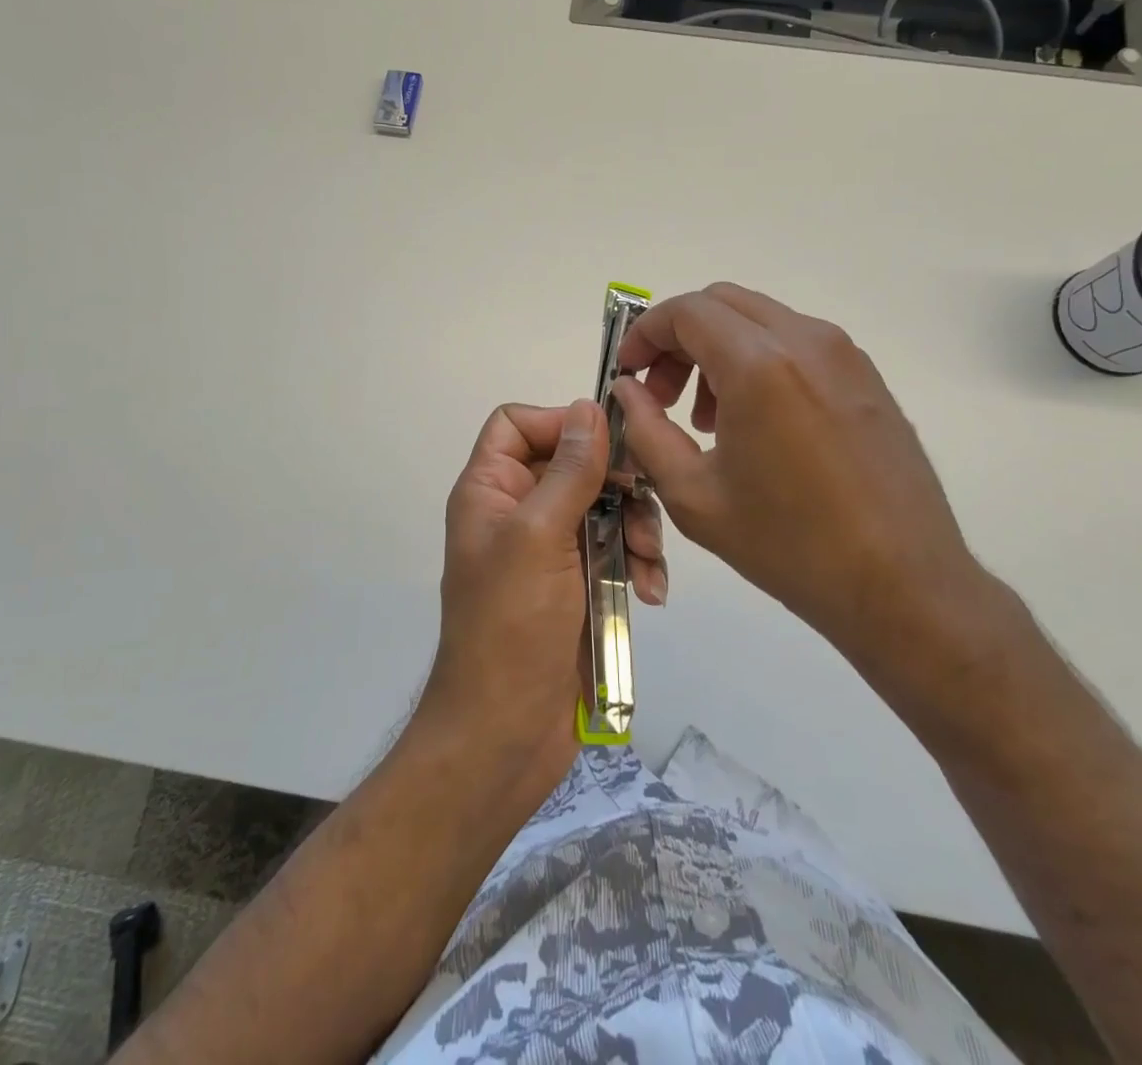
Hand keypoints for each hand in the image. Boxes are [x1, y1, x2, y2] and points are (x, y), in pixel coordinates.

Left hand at [421, 400, 667, 785]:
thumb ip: (568, 471)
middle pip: (573, 464)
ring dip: (635, 528)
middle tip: (643, 505)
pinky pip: (616, 550)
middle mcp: (518, 513)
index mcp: (490, 492)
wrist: (507, 735)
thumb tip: (588, 407)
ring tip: (646, 564)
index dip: (558, 424)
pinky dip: (637, 563)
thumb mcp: (538, 538)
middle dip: (615, 484)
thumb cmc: (512, 628)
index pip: (516, 425)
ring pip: (604, 507)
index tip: (604, 444)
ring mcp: (550, 551)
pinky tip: (651, 591)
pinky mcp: (579, 584)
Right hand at [611, 283, 1011, 686]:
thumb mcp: (693, 495)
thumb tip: (629, 391)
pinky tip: (757, 423)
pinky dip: (759, 360)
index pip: (686, 312)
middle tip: (662, 394)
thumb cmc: (788, 545)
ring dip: (718, 349)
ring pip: (760, 320)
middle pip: (721, 303)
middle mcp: (806, 341)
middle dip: (679, 338)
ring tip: (708, 418)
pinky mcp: (867, 377)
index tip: (629, 373)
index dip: (645, 334)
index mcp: (759, 365)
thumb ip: (646, 431)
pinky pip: (796, 343)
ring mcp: (845, 355)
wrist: (902, 585)